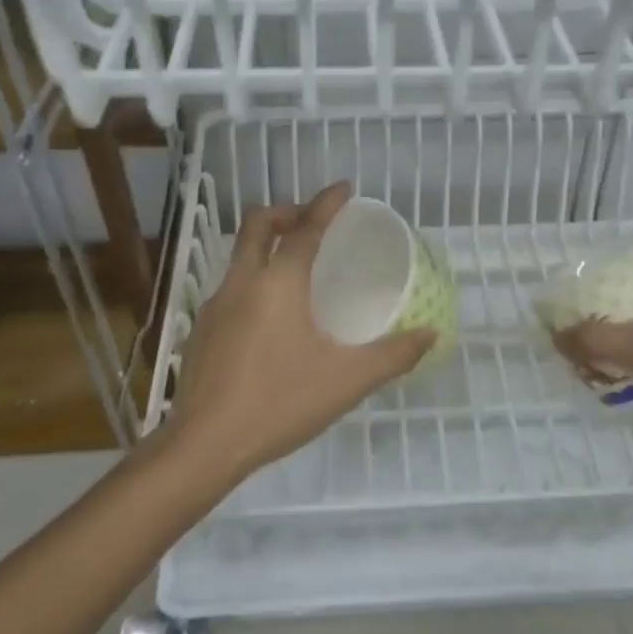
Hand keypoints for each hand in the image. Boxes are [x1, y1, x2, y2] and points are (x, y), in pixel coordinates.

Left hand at [161, 182, 435, 481]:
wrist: (204, 445)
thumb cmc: (280, 403)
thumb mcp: (347, 381)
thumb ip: (393, 356)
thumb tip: (431, 335)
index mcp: (277, 284)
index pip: (305, 229)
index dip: (325, 204)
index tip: (343, 188)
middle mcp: (241, 283)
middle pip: (257, 226)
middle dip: (286, 212)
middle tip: (312, 220)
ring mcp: (213, 306)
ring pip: (240, 257)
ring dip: (267, 246)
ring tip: (296, 269)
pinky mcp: (201, 332)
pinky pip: (231, 288)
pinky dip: (254, 280)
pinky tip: (270, 318)